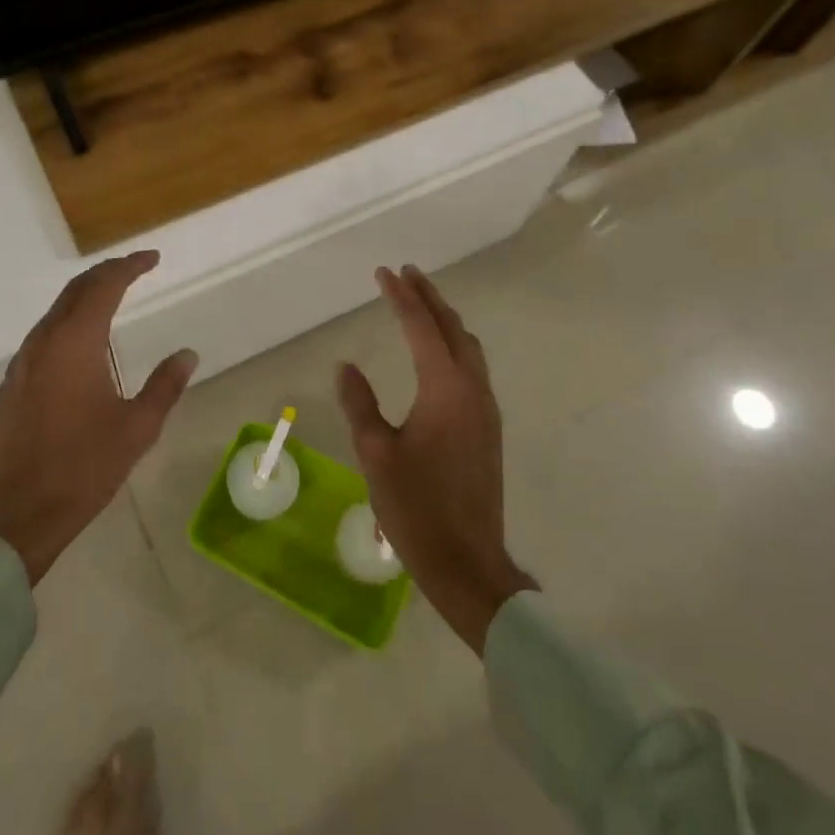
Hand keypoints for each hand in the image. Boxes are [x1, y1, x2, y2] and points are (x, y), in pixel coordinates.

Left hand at [0, 251, 197, 583]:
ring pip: (55, 313)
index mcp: (75, 343)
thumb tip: (187, 354)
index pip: (104, 286)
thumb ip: (164, 386)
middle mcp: (43, 342)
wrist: (12, 518)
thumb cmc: (81, 470)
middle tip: (135, 270)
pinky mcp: (11, 386)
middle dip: (106, 274)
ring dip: (85, 298)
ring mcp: (21, 364)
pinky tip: (82, 346)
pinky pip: (43, 337)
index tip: (152, 259)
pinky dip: (68, 324)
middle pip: (75, 291)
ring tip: (112, 300)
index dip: (129, 266)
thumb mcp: (136, 429)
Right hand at [337, 266, 536, 654]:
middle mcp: (471, 390)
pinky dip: (455, 345)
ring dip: (445, 320)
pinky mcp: (488, 428)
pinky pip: (473, 368)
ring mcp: (485, 409)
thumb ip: (360, 403)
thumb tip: (347, 366)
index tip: (384, 273)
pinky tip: (441, 353)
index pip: (421, 327)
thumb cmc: (416, 507)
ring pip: (468, 347)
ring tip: (424, 304)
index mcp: (444, 389)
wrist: (468, 562)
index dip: (401, 297)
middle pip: (452, 328)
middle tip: (407, 274)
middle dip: (429, 297)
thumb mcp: (375, 453)